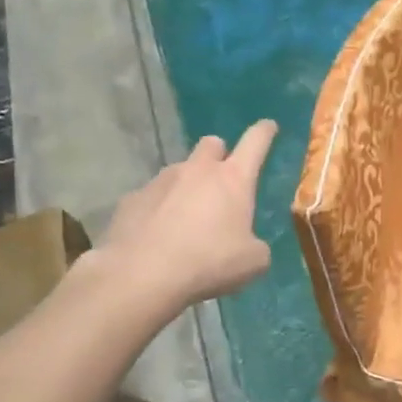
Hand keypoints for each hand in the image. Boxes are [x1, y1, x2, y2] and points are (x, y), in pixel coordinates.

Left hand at [100, 121, 276, 306]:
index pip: (256, 142)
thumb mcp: (252, 263)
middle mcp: (197, 170)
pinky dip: (159, 208)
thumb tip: (251, 246)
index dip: (265, 132)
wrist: (141, 275)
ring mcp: (161, 181)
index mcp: (233, 179)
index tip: (269, 126)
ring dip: (188, 185)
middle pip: (212, 144)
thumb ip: (257, 247)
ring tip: (186, 219)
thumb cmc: (207, 263)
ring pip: (180, 171)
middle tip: (221, 182)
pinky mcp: (132, 199)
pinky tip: (157, 235)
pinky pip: (152, 196)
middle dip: (219, 156)